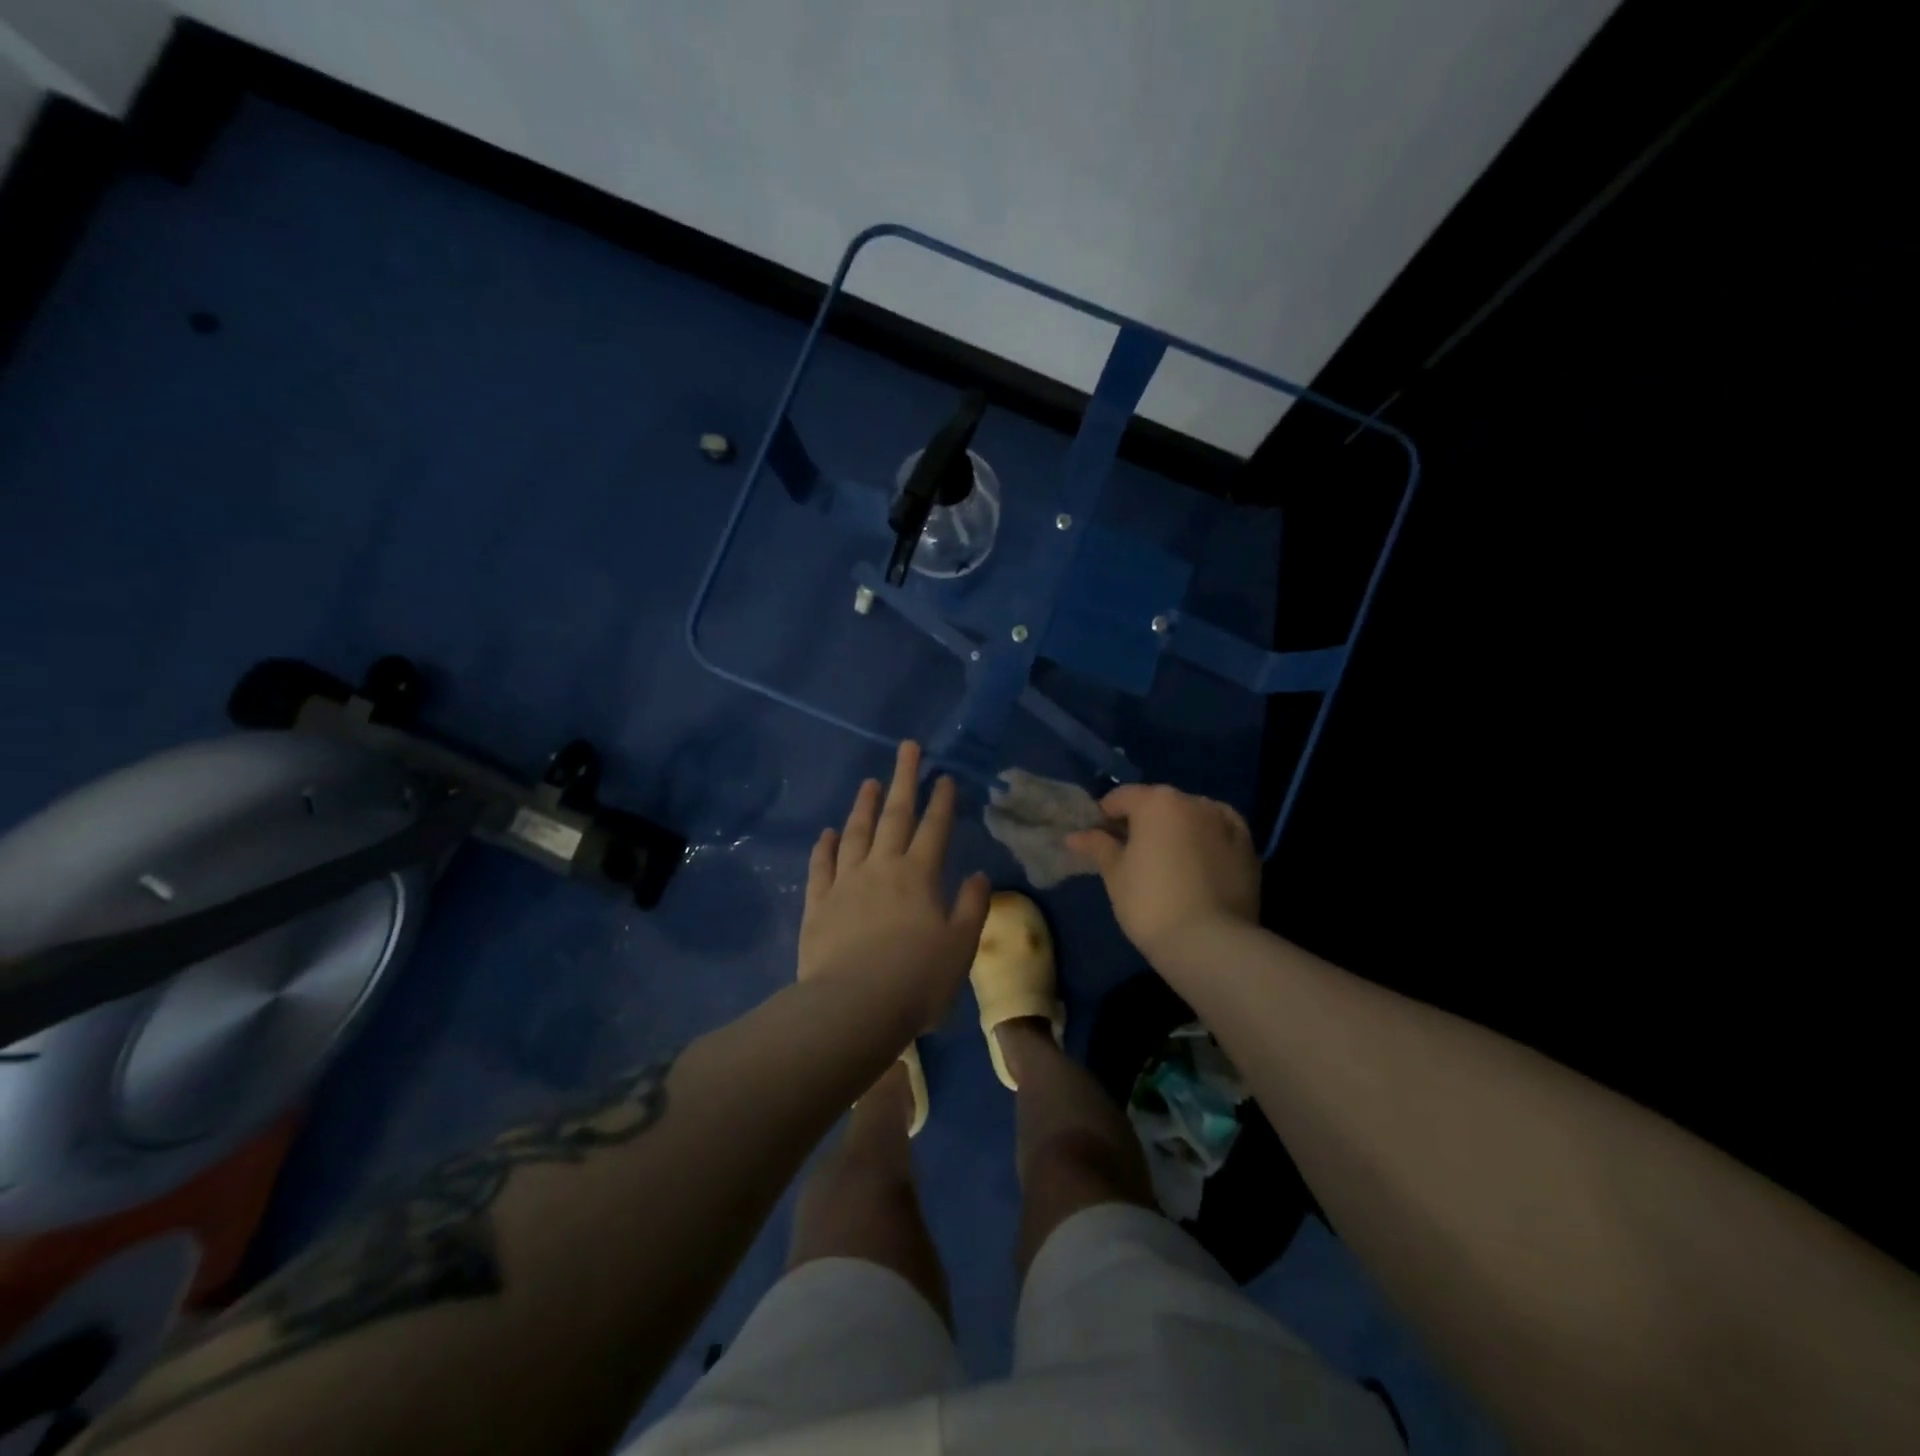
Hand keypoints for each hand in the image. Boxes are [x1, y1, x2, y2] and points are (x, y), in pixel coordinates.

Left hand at [799, 741, 991, 1032]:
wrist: (853, 1007)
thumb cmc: (917, 979)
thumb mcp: (960, 946)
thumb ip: (972, 906)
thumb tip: (979, 875)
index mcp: (919, 876)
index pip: (934, 829)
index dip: (942, 801)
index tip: (944, 776)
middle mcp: (881, 868)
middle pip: (894, 816)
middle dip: (903, 780)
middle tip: (907, 748)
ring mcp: (846, 883)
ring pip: (855, 833)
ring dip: (863, 805)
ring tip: (869, 782)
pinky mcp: (818, 904)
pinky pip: (822, 866)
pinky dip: (826, 846)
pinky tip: (828, 833)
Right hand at [1067, 784, 1258, 959]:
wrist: (1210, 943)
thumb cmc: (1150, 903)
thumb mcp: (1115, 874)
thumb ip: (1098, 847)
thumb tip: (1076, 836)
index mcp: (1157, 801)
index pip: (1122, 798)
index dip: (1105, 816)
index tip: (1097, 840)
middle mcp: (1194, 801)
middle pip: (1159, 804)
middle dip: (1143, 822)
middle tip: (1130, 853)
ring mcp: (1226, 823)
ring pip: (1192, 817)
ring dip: (1177, 830)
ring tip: (1167, 861)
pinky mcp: (1249, 848)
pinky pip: (1219, 834)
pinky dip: (1206, 841)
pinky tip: (1198, 863)